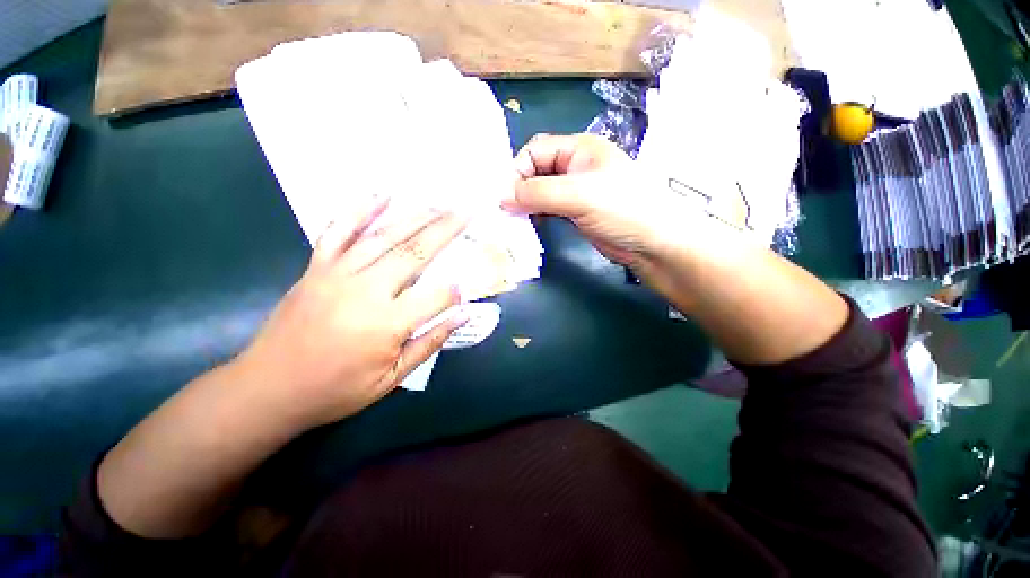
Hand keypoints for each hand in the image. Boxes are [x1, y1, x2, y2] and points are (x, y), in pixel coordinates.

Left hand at [235, 198, 467, 430]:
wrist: (268, 389)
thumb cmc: (336, 390)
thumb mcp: (391, 379)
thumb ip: (430, 342)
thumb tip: (462, 315)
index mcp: (386, 323)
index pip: (437, 295)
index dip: (455, 291)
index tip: (464, 290)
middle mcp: (366, 290)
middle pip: (415, 253)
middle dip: (446, 231)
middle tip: (466, 213)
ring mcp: (338, 273)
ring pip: (384, 237)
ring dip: (416, 218)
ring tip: (439, 205)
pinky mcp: (317, 267)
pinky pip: (338, 231)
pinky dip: (360, 210)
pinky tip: (381, 196)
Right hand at [504, 133, 694, 270]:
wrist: (653, 243)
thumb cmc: (622, 209)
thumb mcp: (579, 195)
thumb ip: (538, 192)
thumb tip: (501, 196)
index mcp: (578, 149)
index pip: (534, 151)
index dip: (517, 171)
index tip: (504, 198)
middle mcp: (575, 166)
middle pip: (536, 171)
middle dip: (519, 189)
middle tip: (505, 211)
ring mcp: (576, 191)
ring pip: (540, 192)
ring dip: (526, 204)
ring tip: (513, 220)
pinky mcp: (576, 212)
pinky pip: (549, 209)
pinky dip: (537, 215)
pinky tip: (529, 225)